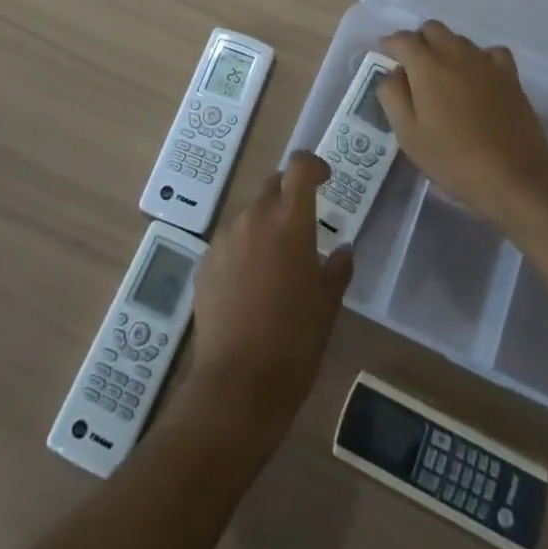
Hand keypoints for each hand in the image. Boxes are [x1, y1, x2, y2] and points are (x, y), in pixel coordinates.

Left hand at [180, 152, 352, 446]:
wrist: (238, 383)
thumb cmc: (295, 339)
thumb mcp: (328, 302)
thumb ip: (338, 267)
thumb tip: (342, 249)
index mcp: (290, 220)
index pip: (300, 166)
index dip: (313, 165)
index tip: (325, 178)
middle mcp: (254, 217)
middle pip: (272, 185)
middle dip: (288, 195)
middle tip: (303, 223)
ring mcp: (225, 239)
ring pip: (249, 215)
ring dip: (265, 225)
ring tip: (277, 262)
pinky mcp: (205, 263)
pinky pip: (230, 243)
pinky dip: (244, 250)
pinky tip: (251, 285)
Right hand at [378, 21, 547, 229]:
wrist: (515, 176)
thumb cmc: (454, 159)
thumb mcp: (409, 135)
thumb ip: (392, 96)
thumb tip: (392, 73)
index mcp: (427, 66)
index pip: (402, 39)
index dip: (389, 45)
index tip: (384, 56)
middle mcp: (455, 53)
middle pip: (432, 29)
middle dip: (418, 42)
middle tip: (412, 68)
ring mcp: (485, 61)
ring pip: (459, 39)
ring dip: (445, 49)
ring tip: (443, 78)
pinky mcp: (509, 74)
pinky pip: (489, 52)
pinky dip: (479, 58)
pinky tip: (477, 78)